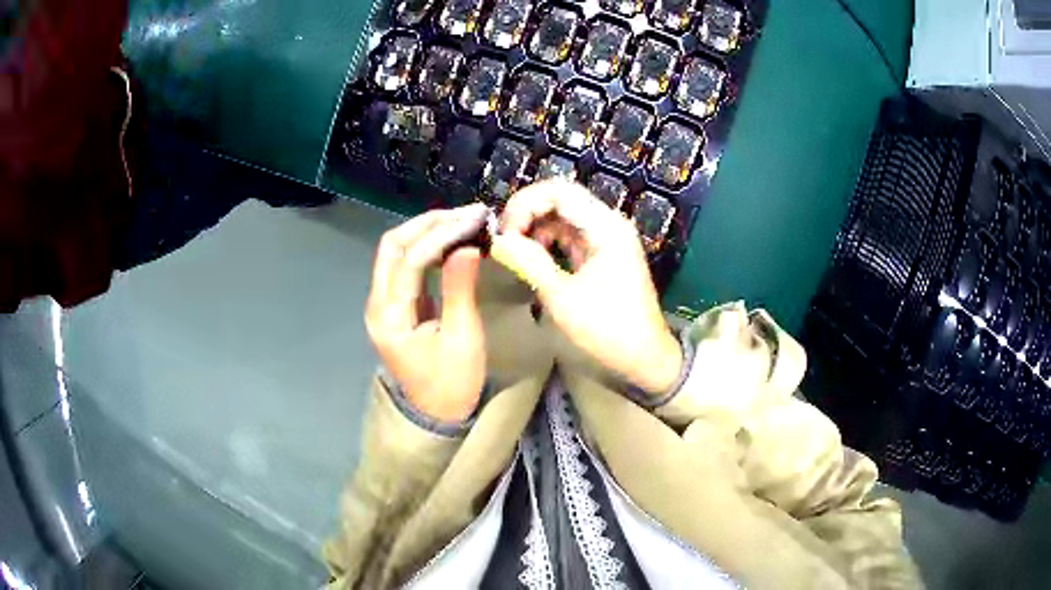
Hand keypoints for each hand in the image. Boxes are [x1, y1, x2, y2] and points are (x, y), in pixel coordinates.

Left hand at [365, 204, 488, 421]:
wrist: (435, 416)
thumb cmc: (452, 383)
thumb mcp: (461, 338)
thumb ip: (460, 289)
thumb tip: (467, 246)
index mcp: (390, 316)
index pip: (410, 259)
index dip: (442, 235)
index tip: (475, 220)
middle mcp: (377, 304)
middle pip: (392, 246)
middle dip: (428, 224)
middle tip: (466, 214)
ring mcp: (382, 305)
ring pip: (395, 252)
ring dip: (426, 232)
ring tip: (462, 221)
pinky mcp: (393, 306)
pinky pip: (404, 267)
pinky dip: (425, 249)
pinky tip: (450, 241)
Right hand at [492, 180, 681, 394]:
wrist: (644, 358)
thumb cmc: (607, 329)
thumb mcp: (562, 297)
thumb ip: (529, 262)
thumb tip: (498, 241)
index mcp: (605, 227)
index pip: (558, 191)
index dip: (525, 204)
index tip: (504, 232)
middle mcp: (608, 223)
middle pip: (561, 198)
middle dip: (528, 212)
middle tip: (504, 239)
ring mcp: (608, 237)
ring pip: (564, 215)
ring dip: (536, 226)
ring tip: (514, 249)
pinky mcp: (603, 253)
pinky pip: (571, 234)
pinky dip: (549, 240)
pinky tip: (533, 256)